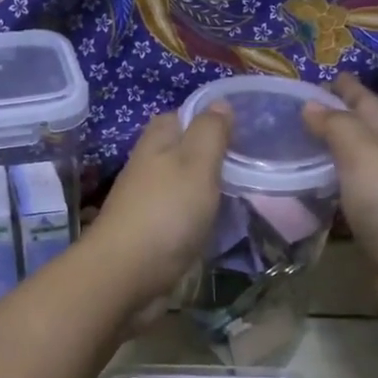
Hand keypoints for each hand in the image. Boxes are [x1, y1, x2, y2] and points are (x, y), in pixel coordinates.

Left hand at [86, 104, 233, 309]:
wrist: (126, 274)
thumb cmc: (166, 212)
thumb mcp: (196, 163)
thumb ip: (210, 132)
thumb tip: (219, 103)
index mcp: (157, 143)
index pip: (181, 116)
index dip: (209, 118)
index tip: (244, 128)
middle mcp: (148, 167)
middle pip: (182, 151)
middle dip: (211, 154)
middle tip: (251, 162)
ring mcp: (147, 202)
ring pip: (182, 184)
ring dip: (206, 187)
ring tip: (244, 190)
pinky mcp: (151, 234)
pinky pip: (180, 215)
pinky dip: (198, 216)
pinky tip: (219, 222)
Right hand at [302, 73, 377, 333]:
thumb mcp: (366, 157)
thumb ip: (338, 129)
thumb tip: (311, 105)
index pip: (366, 104)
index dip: (347, 89)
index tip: (326, 76)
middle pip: (363, 134)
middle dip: (337, 120)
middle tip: (300, 113)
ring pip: (355, 169)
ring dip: (332, 157)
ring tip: (298, 150)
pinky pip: (348, 201)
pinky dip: (330, 192)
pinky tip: (311, 195)